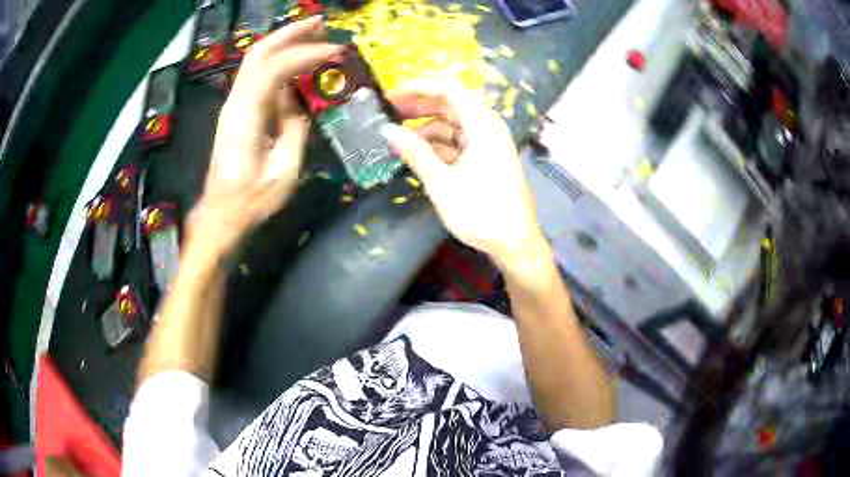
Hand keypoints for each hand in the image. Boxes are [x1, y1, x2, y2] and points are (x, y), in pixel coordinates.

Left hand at [193, 17, 341, 250]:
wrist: (222, 213)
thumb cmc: (252, 198)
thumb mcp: (285, 168)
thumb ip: (294, 127)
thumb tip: (299, 101)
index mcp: (246, 114)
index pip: (276, 67)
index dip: (307, 53)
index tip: (336, 51)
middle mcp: (235, 101)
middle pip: (260, 52)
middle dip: (291, 33)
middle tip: (321, 22)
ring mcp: (233, 104)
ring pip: (255, 60)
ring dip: (283, 42)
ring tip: (312, 33)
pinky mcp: (235, 110)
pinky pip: (256, 75)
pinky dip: (277, 60)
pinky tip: (294, 60)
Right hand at [384, 80, 546, 266]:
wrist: (515, 243)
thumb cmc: (480, 211)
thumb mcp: (441, 182)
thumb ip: (414, 152)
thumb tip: (386, 130)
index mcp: (482, 124)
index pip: (448, 89)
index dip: (418, 87)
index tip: (391, 96)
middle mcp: (488, 127)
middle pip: (450, 105)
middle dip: (418, 108)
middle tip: (388, 116)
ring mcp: (489, 143)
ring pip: (453, 125)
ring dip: (426, 130)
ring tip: (398, 140)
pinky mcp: (488, 159)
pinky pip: (459, 143)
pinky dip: (439, 146)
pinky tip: (418, 155)